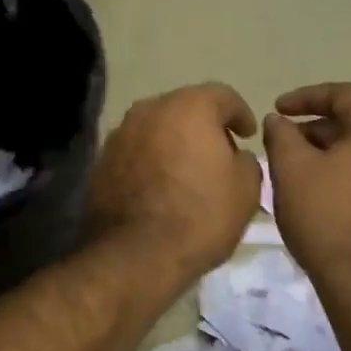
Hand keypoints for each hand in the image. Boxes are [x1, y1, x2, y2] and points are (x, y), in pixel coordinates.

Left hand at [86, 83, 261, 284]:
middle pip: (185, 108)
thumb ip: (247, 161)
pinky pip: (136, 151)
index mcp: (189, 107)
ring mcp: (120, 134)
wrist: (135, 254)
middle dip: (204, 126)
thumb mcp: (246, 190)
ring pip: (156, 128)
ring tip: (187, 169)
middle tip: (220, 152)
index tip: (248, 134)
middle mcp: (150, 110)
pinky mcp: (102, 160)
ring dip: (174, 142)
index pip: (222, 96)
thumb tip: (235, 156)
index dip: (240, 114)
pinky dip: (150, 160)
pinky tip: (160, 185)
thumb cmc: (200, 216)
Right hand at [263, 82, 350, 294]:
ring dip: (334, 154)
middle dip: (317, 130)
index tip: (276, 109)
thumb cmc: (328, 218)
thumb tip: (279, 120)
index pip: (343, 95)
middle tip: (284, 145)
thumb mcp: (291, 170)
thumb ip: (281, 135)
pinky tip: (327, 196)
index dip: (304, 98)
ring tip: (301, 172)